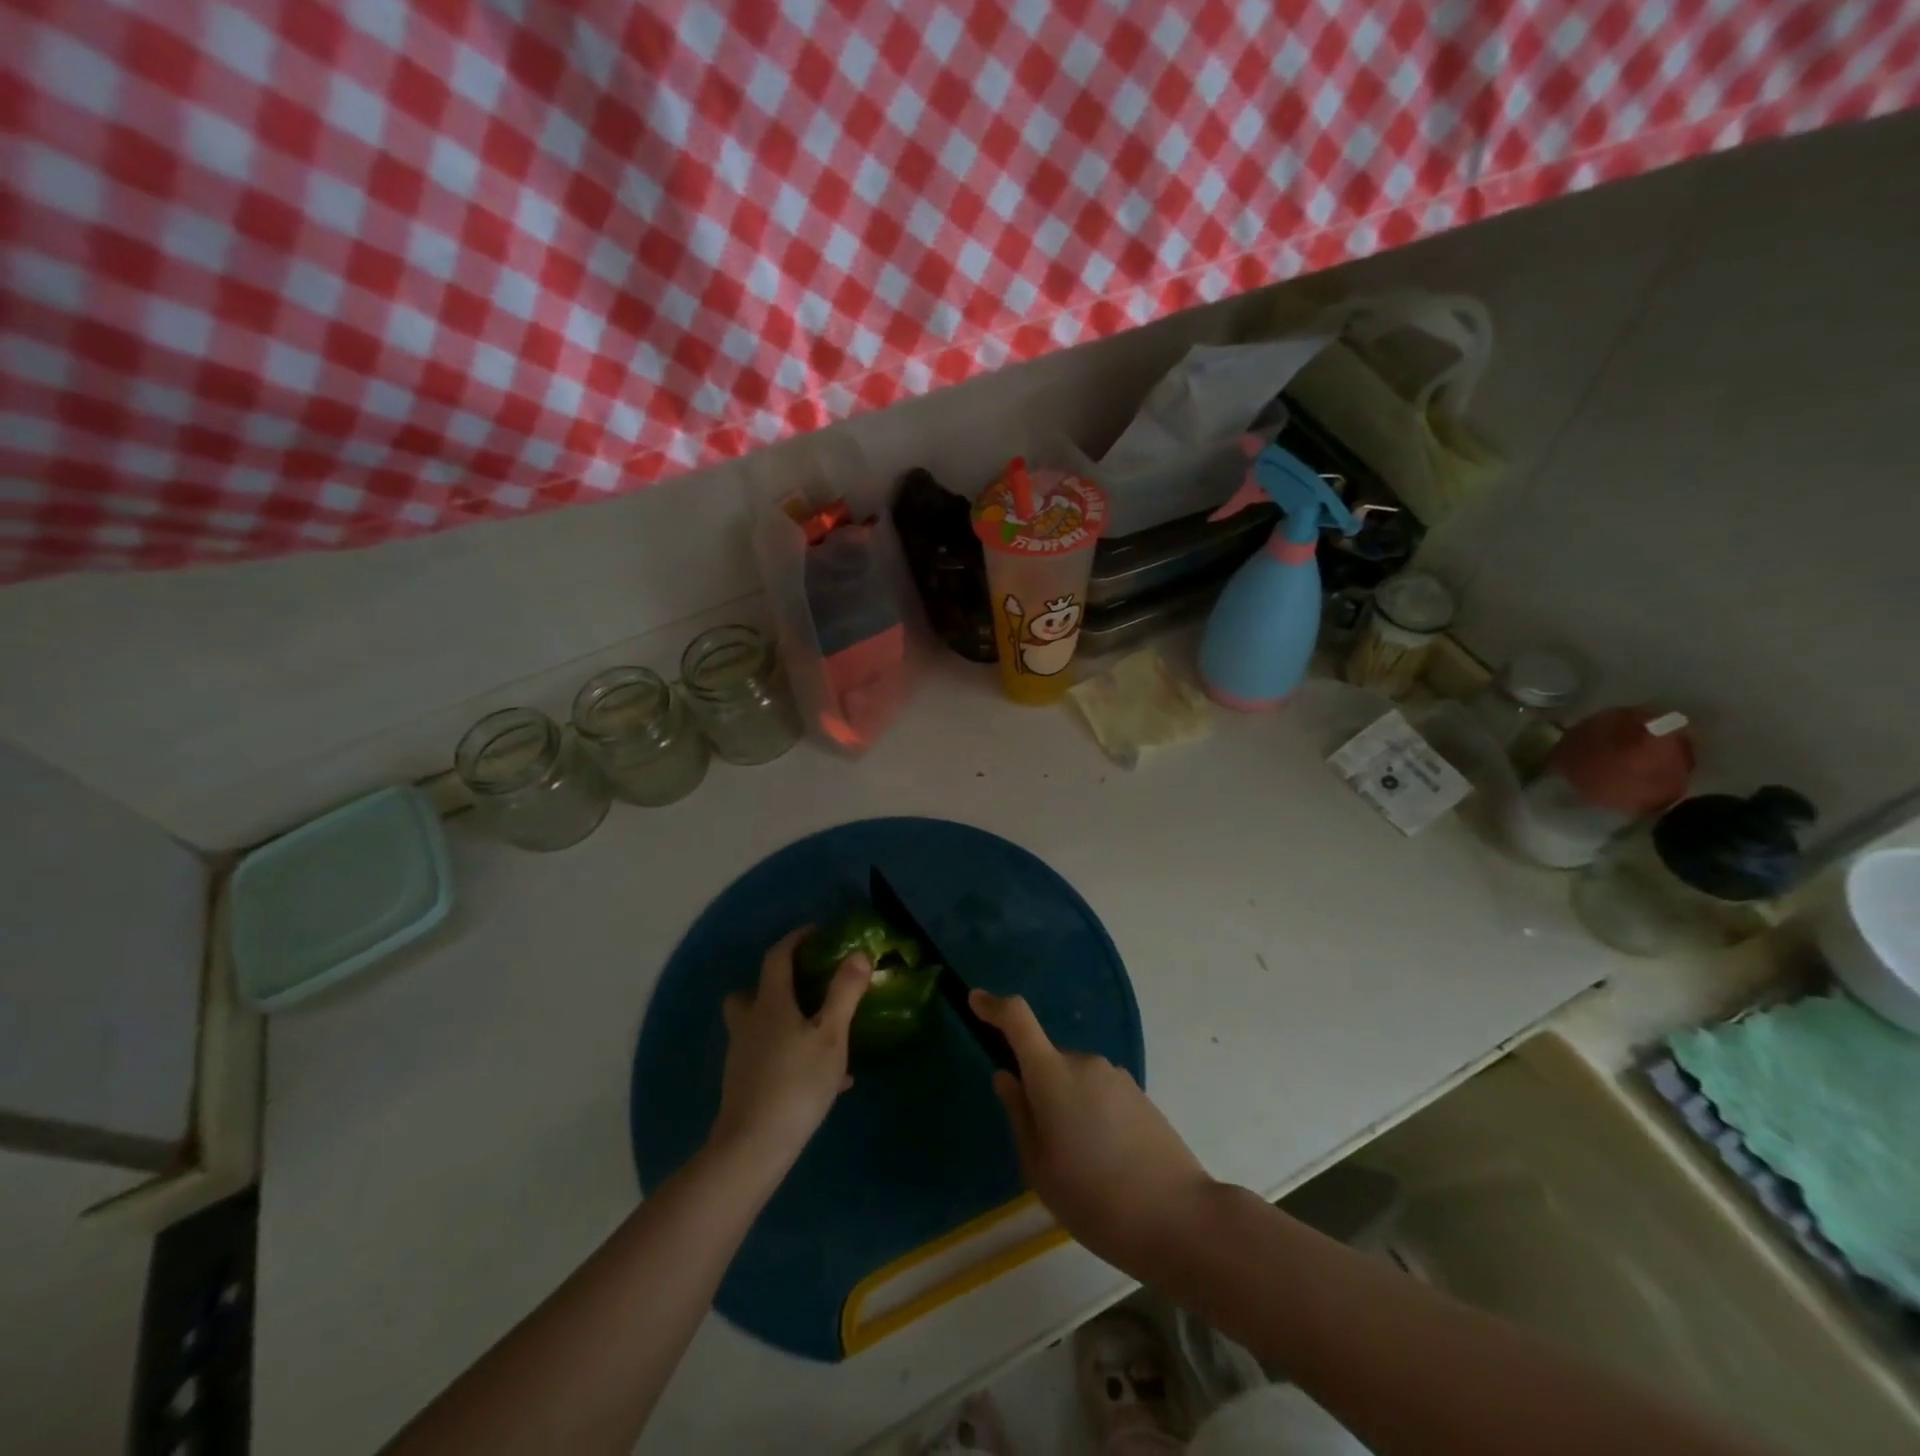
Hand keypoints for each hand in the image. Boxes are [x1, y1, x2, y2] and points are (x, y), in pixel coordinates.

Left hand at [709, 928, 868, 1176]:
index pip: (777, 958)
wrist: (752, 1148)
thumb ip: (844, 993)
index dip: (795, 940)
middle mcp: (750, 1024)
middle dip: (774, 984)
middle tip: (805, 987)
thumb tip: (857, 954)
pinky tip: (824, 1079)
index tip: (816, 933)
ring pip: (759, 1027)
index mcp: (770, 1004)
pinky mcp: (744, 1085)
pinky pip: (768, 1057)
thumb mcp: (831, 1035)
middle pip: (750, 993)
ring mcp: (742, 1056)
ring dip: (784, 1022)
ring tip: (822, 1034)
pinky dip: (790, 1056)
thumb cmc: (796, 1083)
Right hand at [973, 990, 1213, 1277]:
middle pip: (1046, 1059)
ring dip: (1066, 1105)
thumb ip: (1019, 1115)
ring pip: (1073, 1079)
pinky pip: (1099, 1092)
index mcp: (1052, 1075)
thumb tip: (1007, 1077)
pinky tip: (1106, 1163)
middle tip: (1043, 1147)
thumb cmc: (1095, 1199)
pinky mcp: (1139, 1094)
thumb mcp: (1040, 1168)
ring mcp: (1116, 1076)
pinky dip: (1091, 1114)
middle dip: (1037, 1089)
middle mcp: (1084, 1063)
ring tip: (1079, 1166)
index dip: (994, 1006)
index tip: (975, 1001)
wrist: (1180, 1219)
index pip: (1018, 1019)